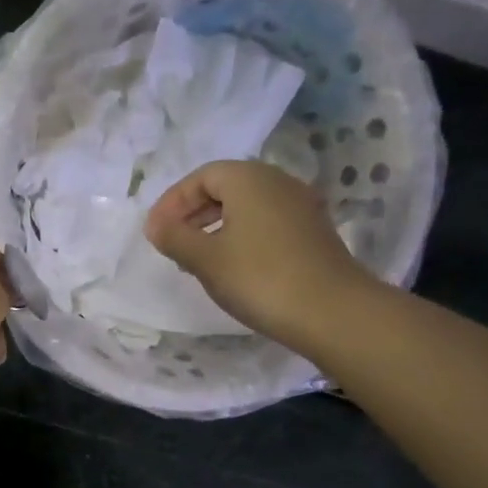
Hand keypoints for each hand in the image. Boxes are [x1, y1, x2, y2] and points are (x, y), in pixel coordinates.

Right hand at [145, 160, 378, 349]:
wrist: (332, 311)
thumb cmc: (259, 278)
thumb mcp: (205, 259)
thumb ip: (174, 237)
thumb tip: (156, 226)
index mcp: (248, 178)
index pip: (201, 177)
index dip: (172, 202)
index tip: (155, 232)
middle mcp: (277, 181)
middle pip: (225, 187)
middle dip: (192, 213)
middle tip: (172, 244)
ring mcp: (299, 206)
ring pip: (246, 206)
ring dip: (215, 226)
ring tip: (196, 258)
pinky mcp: (312, 231)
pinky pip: (265, 222)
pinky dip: (240, 235)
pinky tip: (231, 266)